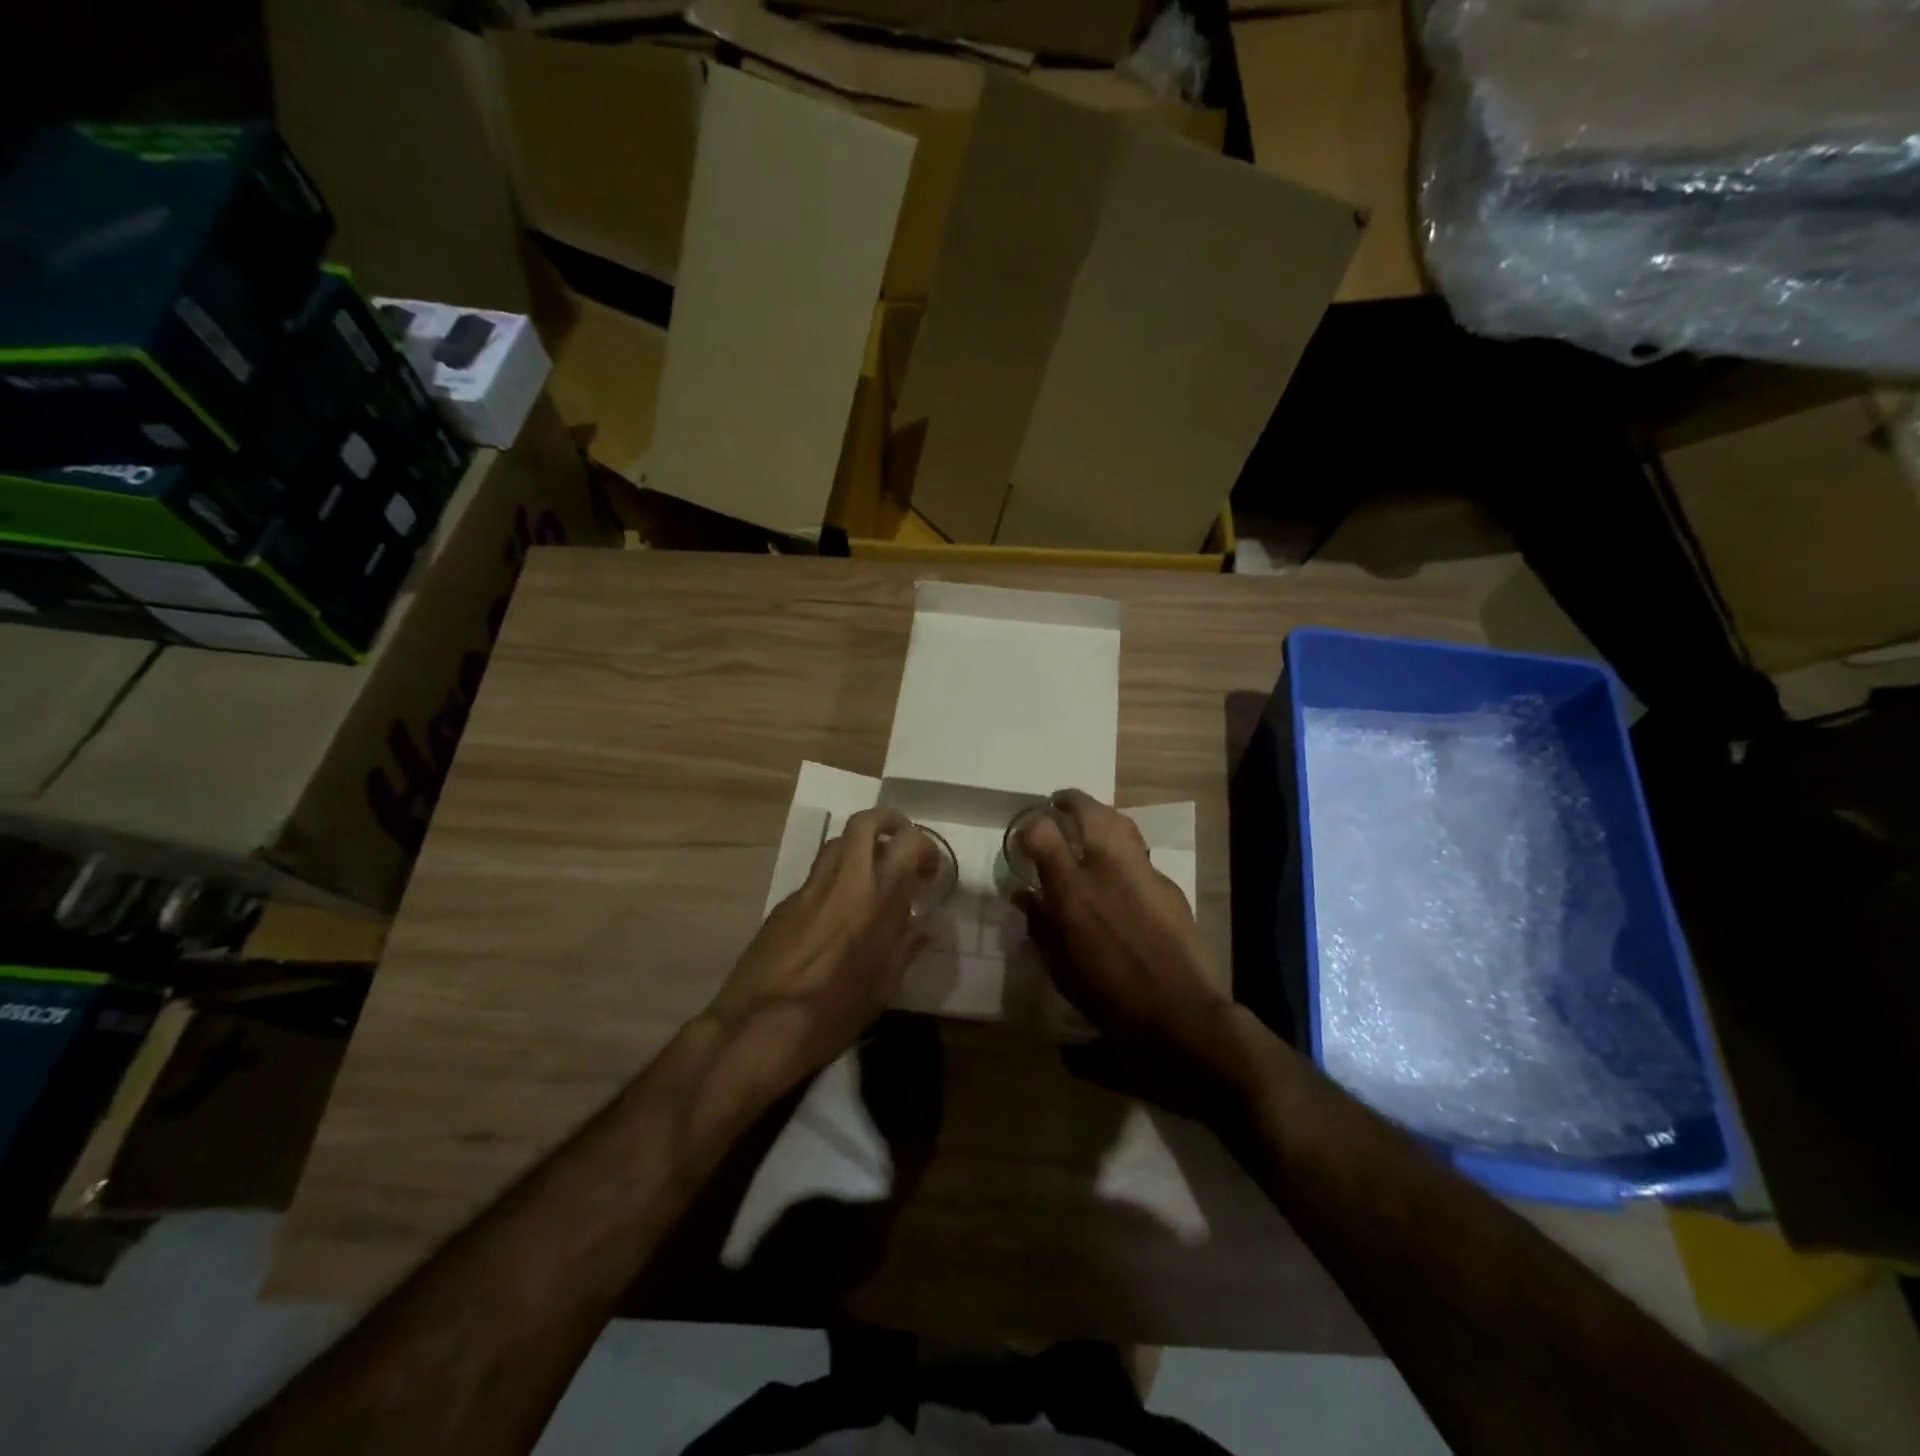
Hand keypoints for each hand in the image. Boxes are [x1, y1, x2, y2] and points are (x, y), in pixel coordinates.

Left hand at [705, 809, 936, 1090]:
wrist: (755, 1030)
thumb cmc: (830, 1017)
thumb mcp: (881, 989)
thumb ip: (906, 947)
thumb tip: (925, 924)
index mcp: (874, 902)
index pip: (906, 843)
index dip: (924, 847)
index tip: (929, 872)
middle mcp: (842, 882)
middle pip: (864, 823)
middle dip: (889, 822)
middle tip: (902, 846)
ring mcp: (808, 889)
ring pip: (837, 842)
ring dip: (860, 845)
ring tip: (873, 874)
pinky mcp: (783, 903)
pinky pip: (816, 875)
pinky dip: (836, 877)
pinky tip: (839, 912)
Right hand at [1015, 790, 1238, 1084]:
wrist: (1178, 1012)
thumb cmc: (1108, 996)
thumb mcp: (1060, 967)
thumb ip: (1040, 924)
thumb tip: (1024, 895)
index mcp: (1073, 889)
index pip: (1043, 832)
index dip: (1029, 828)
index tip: (1024, 838)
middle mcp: (1107, 867)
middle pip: (1089, 811)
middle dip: (1070, 801)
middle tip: (1059, 803)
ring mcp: (1143, 871)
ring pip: (1121, 822)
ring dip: (1101, 815)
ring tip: (1089, 823)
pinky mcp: (1168, 884)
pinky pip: (1140, 852)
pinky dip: (1123, 847)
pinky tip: (1119, 866)